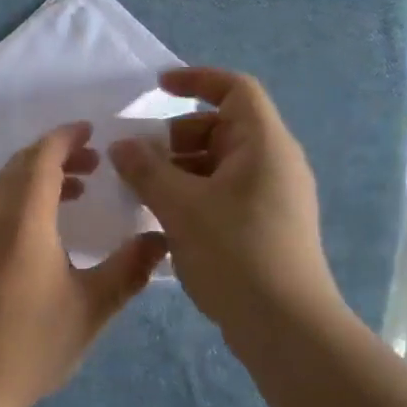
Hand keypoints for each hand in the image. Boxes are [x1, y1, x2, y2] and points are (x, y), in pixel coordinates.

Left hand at [0, 123, 170, 406]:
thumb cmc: (29, 345)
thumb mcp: (90, 308)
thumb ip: (128, 270)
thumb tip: (161, 239)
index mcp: (23, 219)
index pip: (42, 158)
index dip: (66, 137)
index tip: (93, 130)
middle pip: (21, 164)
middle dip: (57, 153)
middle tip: (96, 160)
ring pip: (7, 183)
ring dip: (39, 174)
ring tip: (79, 187)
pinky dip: (24, 195)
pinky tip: (48, 224)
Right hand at [108, 68, 339, 331]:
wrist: (285, 326)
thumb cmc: (235, 252)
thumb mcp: (181, 206)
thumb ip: (146, 170)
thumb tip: (122, 145)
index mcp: (264, 144)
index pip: (235, 89)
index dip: (196, 80)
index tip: (156, 88)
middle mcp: (273, 163)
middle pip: (222, 127)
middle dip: (175, 136)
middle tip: (137, 158)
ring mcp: (272, 197)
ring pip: (219, 164)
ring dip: (179, 169)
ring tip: (142, 191)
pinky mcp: (265, 227)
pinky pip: (224, 193)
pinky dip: (193, 194)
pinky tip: (163, 219)